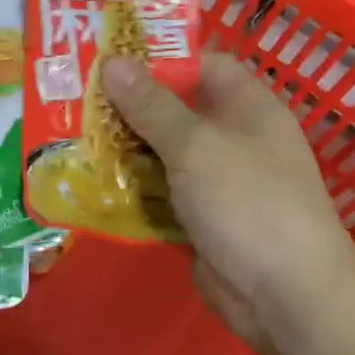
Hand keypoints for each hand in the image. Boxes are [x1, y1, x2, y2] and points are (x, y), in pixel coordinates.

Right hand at [103, 53, 354, 353]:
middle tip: (74, 99)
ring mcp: (216, 181)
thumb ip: (151, 105)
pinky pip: (159, 193)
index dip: (160, 59)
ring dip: (122, 150)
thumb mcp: (195, 145)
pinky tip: (89, 183)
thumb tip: (113, 62)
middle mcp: (232, 138)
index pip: (202, 64)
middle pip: (174, 110)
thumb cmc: (247, 202)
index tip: (109, 59)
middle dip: (127, 106)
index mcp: (246, 107)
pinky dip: (130, 189)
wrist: (285, 295)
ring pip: (161, 154)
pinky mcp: (200, 217)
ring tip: (70, 137)